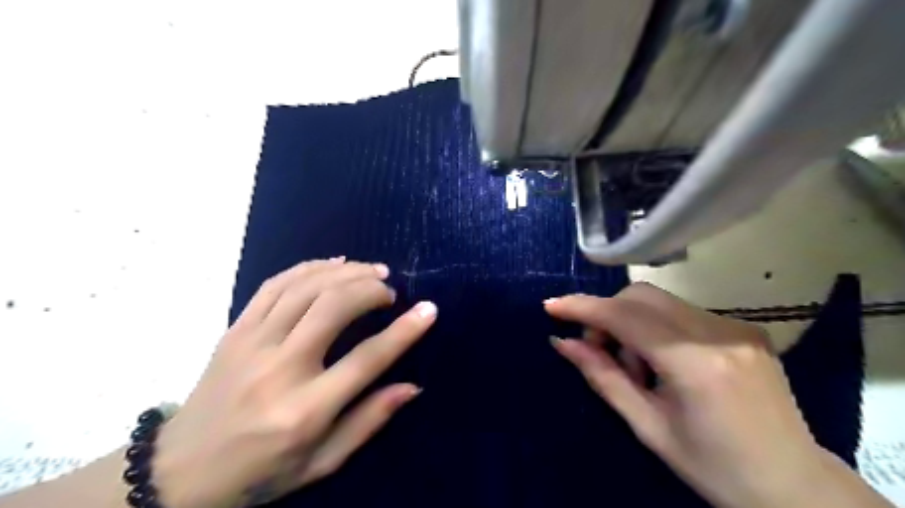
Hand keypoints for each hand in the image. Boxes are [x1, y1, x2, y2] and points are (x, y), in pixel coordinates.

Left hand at [148, 259, 436, 507]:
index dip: (404, 331)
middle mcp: (280, 369)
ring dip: (346, 272)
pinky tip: (334, 264)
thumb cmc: (260, 472)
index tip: (429, 309)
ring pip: (306, 288)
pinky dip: (309, 267)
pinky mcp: (235, 330)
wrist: (179, 472)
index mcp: (305, 410)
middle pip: (334, 308)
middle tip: (391, 291)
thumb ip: (369, 421)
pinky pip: (274, 284)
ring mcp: (252, 344)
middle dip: (371, 290)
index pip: (367, 359)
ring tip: (372, 270)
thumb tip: (412, 386)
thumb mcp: (322, 462)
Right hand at [545, 284, 832, 507]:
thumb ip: (602, 377)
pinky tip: (664, 362)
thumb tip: (561, 342)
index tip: (551, 307)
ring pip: (660, 302)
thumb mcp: (648, 427)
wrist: (795, 486)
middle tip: (599, 350)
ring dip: (632, 323)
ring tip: (637, 366)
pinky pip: (682, 313)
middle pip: (641, 296)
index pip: (626, 317)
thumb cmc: (713, 467)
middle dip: (608, 315)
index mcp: (696, 364)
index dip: (584, 308)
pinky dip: (657, 328)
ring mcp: (737, 327)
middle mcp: (719, 333)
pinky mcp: (745, 328)